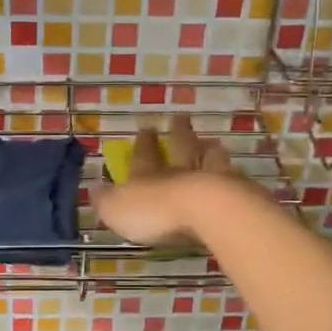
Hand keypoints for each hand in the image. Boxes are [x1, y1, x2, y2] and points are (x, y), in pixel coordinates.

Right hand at [92, 115, 239, 245]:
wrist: (206, 212)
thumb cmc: (155, 211)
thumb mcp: (117, 209)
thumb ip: (107, 201)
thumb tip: (94, 190)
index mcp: (149, 174)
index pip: (144, 154)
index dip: (144, 142)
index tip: (147, 126)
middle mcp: (180, 171)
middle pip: (181, 146)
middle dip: (179, 132)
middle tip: (181, 118)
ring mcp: (212, 178)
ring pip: (210, 157)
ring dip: (208, 149)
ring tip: (212, 142)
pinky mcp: (237, 193)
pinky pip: (233, 179)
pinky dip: (232, 176)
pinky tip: (236, 175)